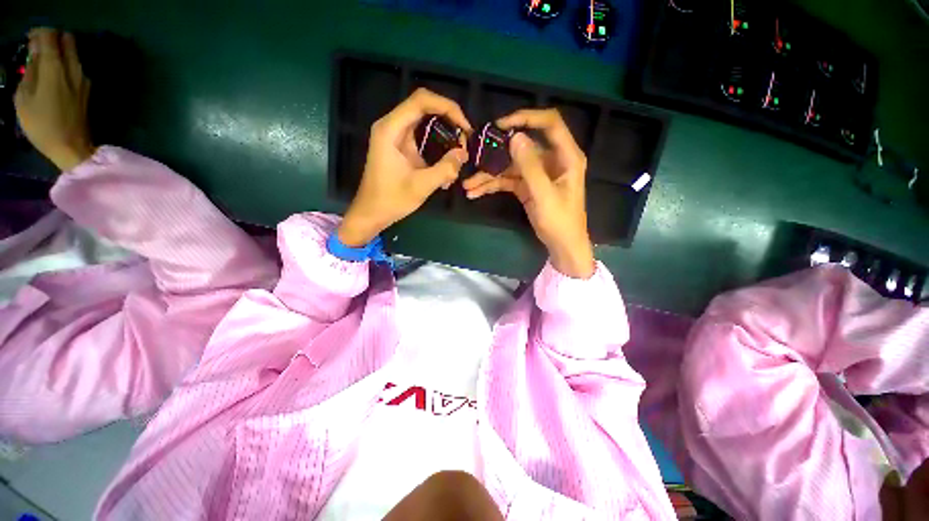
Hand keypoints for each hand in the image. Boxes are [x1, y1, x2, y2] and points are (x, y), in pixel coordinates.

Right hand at [14, 28, 93, 172]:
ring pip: (73, 52)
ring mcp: (84, 78)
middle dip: (53, 38)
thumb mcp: (24, 98)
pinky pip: (76, 66)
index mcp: (55, 67)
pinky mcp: (87, 89)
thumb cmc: (42, 125)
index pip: (50, 35)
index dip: (39, 34)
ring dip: (60, 51)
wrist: (72, 147)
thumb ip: (30, 71)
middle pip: (67, 39)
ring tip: (44, 63)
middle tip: (38, 49)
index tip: (30, 40)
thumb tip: (35, 53)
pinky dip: (65, 63)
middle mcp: (73, 67)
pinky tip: (54, 75)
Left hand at [337, 88, 471, 246]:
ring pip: (426, 122)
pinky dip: (438, 146)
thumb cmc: (392, 200)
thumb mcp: (422, 185)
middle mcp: (392, 126)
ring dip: (445, 135)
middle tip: (465, 141)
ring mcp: (396, 136)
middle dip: (449, 121)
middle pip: (425, 107)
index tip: (465, 127)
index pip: (422, 100)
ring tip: (459, 154)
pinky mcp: (401, 147)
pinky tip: (447, 165)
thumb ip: (445, 168)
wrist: (372, 213)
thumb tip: (464, 153)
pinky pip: (423, 137)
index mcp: (391, 129)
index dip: (447, 107)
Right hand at [462, 109, 594, 278]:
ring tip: (468, 185)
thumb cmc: (560, 221)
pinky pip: (507, 181)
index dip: (526, 117)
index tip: (501, 125)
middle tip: (475, 157)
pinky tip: (476, 192)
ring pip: (510, 167)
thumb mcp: (544, 194)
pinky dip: (492, 186)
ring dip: (489, 175)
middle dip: (497, 154)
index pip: (549, 124)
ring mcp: (537, 174)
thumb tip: (515, 137)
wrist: (562, 246)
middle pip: (522, 147)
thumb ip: (530, 166)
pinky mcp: (527, 187)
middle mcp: (551, 160)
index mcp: (566, 156)